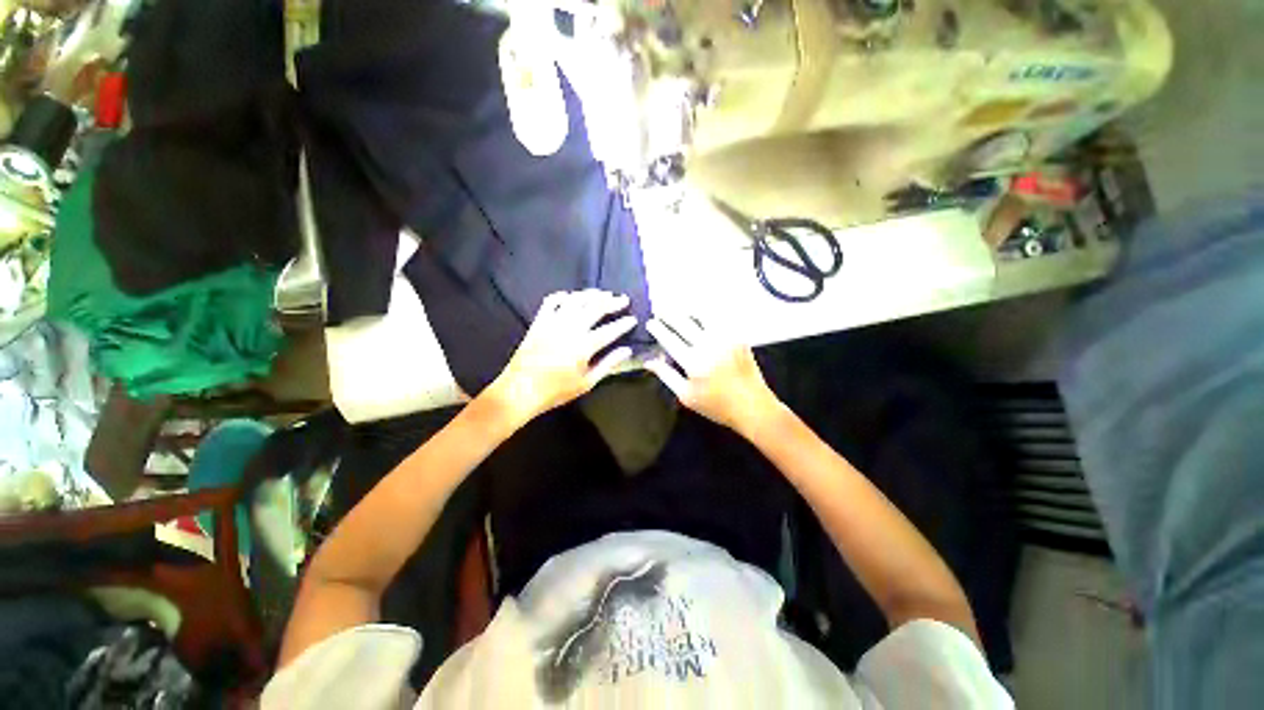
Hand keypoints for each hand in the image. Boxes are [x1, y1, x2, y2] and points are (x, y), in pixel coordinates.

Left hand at [486, 290, 635, 426]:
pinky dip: (563, 296)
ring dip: (592, 295)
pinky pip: (551, 301)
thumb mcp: (587, 383)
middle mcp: (570, 329)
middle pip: (595, 308)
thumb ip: (608, 364)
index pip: (610, 330)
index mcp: (584, 346)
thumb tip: (627, 351)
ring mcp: (553, 322)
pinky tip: (572, 296)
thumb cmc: (557, 390)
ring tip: (603, 293)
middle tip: (623, 299)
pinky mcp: (539, 321)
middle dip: (612, 302)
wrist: (521, 390)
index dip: (624, 324)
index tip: (633, 319)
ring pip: (576, 300)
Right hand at [644, 312, 782, 433]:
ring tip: (679, 310)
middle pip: (684, 322)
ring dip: (687, 311)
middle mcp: (708, 345)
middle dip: (669, 314)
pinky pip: (719, 319)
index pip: (670, 338)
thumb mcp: (686, 396)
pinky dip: (707, 315)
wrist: (753, 406)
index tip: (650, 322)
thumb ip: (666, 375)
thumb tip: (648, 361)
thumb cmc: (716, 405)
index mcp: (693, 362)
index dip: (658, 329)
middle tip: (660, 310)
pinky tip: (700, 315)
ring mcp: (725, 339)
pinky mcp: (738, 337)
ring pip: (702, 316)